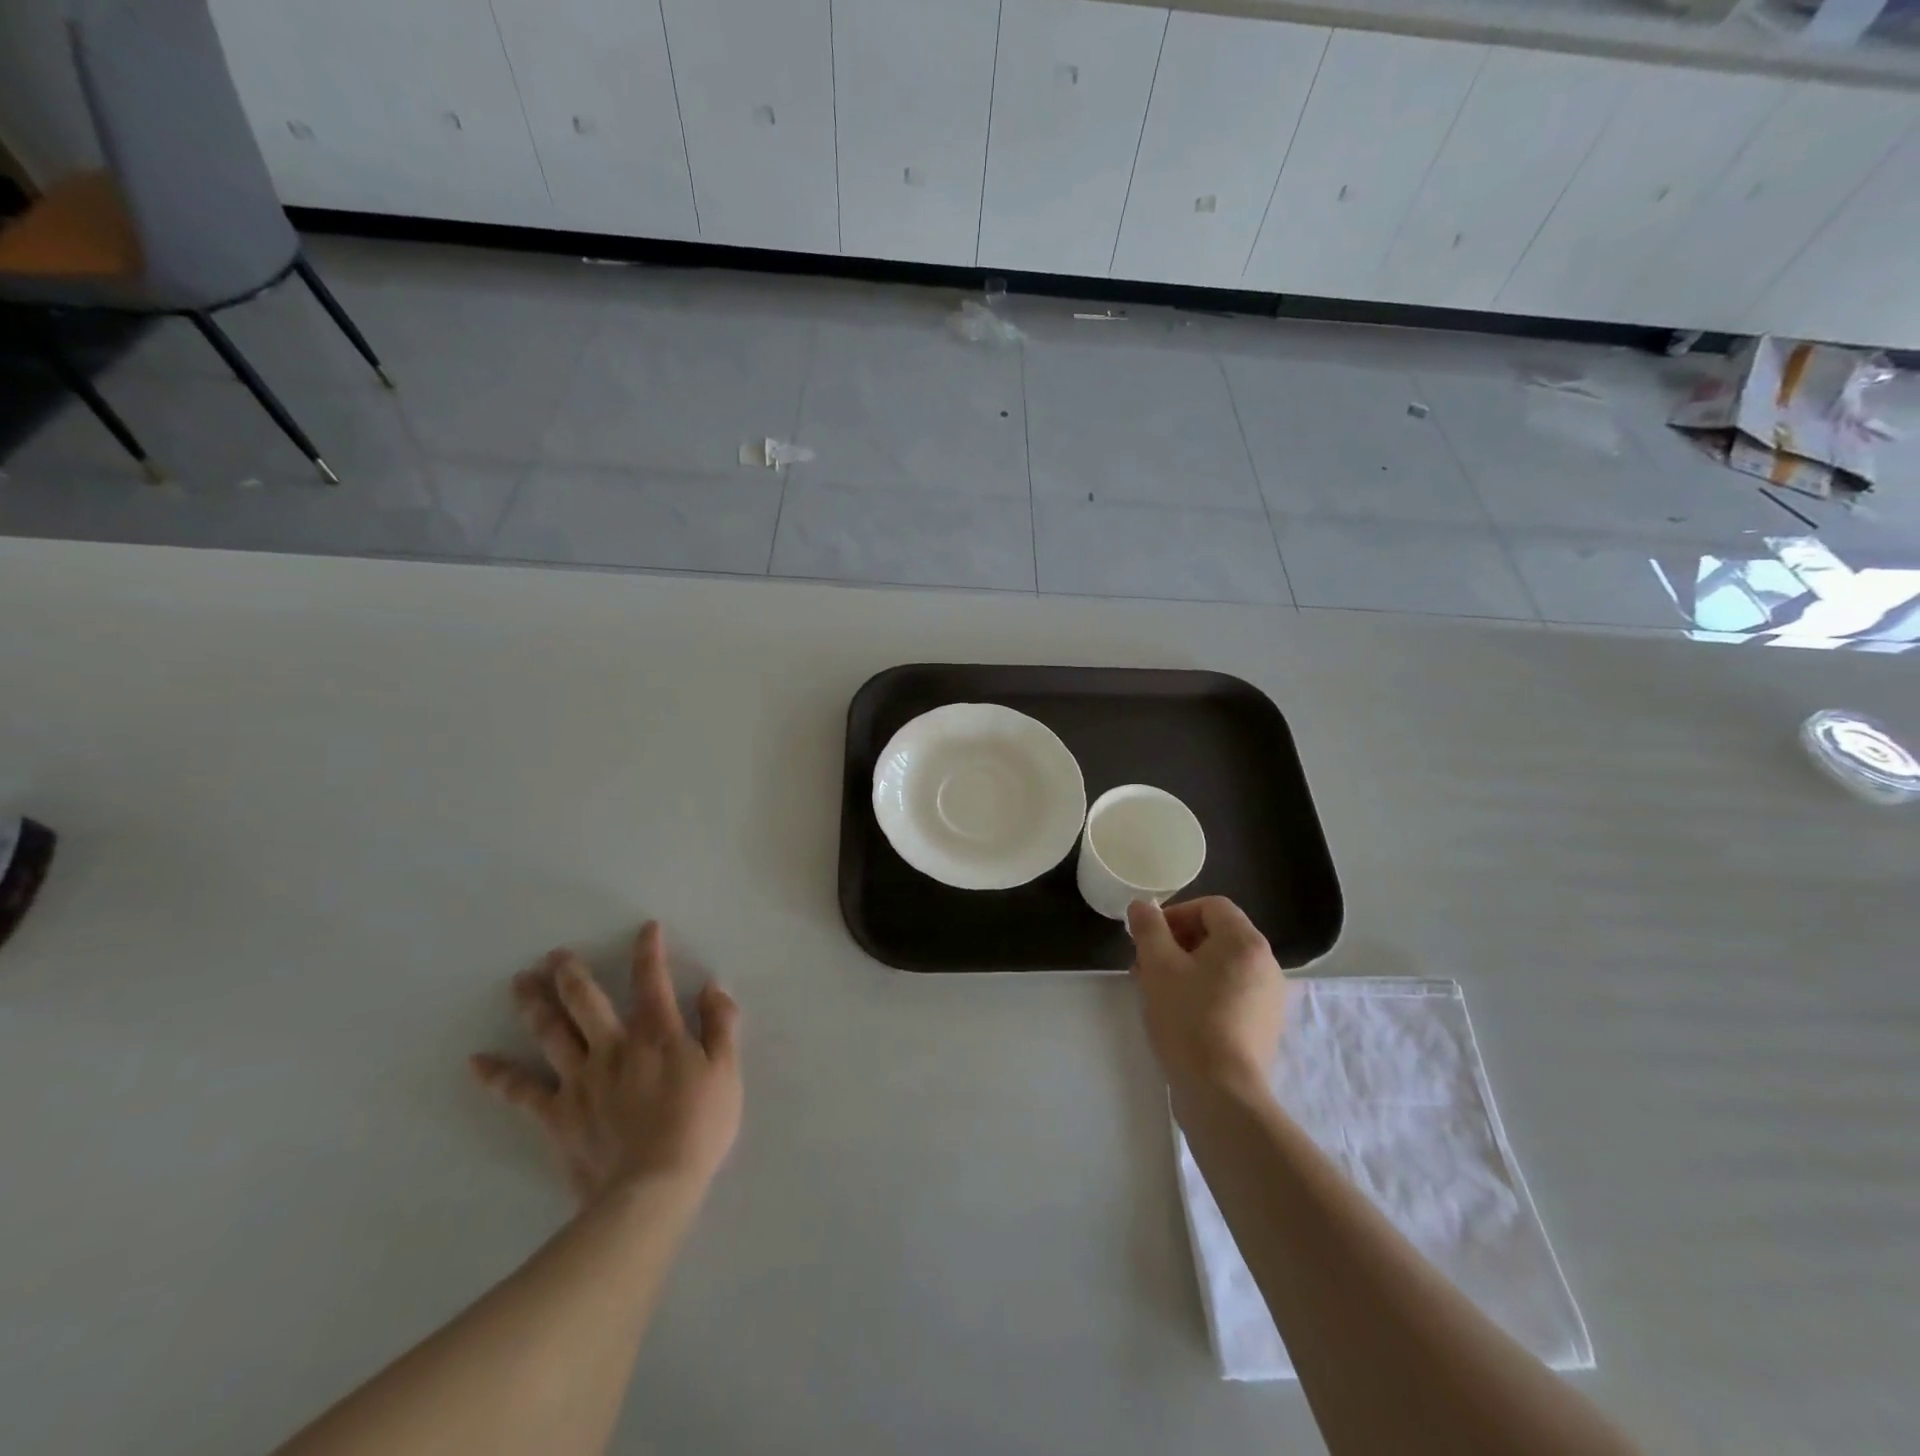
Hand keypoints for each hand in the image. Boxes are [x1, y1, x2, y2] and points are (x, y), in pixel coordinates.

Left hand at [472, 921, 742, 1204]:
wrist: (653, 1187)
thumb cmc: (698, 1126)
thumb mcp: (727, 1071)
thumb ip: (721, 1024)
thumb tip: (711, 987)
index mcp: (657, 1034)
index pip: (651, 981)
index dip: (649, 951)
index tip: (646, 928)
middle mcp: (613, 1046)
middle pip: (586, 1001)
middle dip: (571, 973)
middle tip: (554, 955)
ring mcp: (580, 1079)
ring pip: (551, 1033)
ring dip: (534, 1004)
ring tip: (520, 980)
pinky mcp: (557, 1113)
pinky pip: (522, 1091)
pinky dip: (498, 1075)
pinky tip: (476, 1061)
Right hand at [1127, 896, 1284, 1102]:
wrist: (1222, 1092)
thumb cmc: (1188, 1019)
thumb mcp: (1158, 966)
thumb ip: (1149, 928)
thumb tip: (1142, 906)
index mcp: (1245, 942)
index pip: (1211, 906)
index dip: (1176, 914)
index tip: (1149, 937)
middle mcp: (1267, 963)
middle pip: (1218, 935)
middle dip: (1178, 943)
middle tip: (1147, 964)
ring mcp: (1270, 997)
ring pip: (1223, 965)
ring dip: (1188, 968)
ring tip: (1158, 991)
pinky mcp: (1265, 1025)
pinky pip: (1233, 992)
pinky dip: (1206, 991)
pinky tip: (1181, 1014)